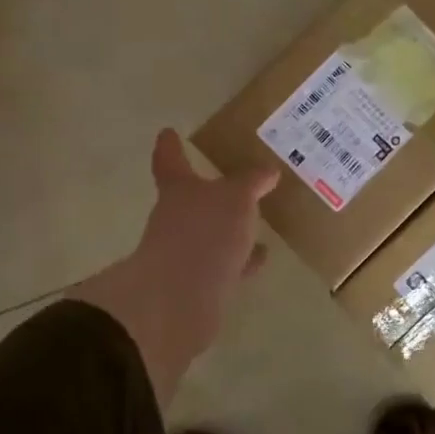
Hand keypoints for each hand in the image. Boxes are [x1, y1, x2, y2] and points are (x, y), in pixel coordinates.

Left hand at [71, 130, 277, 405]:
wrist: (179, 301)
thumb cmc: (204, 234)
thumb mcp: (237, 198)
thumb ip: (251, 182)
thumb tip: (267, 171)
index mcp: (179, 190)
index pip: (171, 161)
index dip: (170, 146)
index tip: (167, 132)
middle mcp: (175, 219)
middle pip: (190, 199)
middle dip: (208, 192)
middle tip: (233, 181)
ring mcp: (183, 253)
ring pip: (210, 234)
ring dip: (230, 229)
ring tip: (257, 223)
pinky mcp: (196, 285)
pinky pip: (223, 264)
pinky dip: (239, 260)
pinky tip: (259, 259)